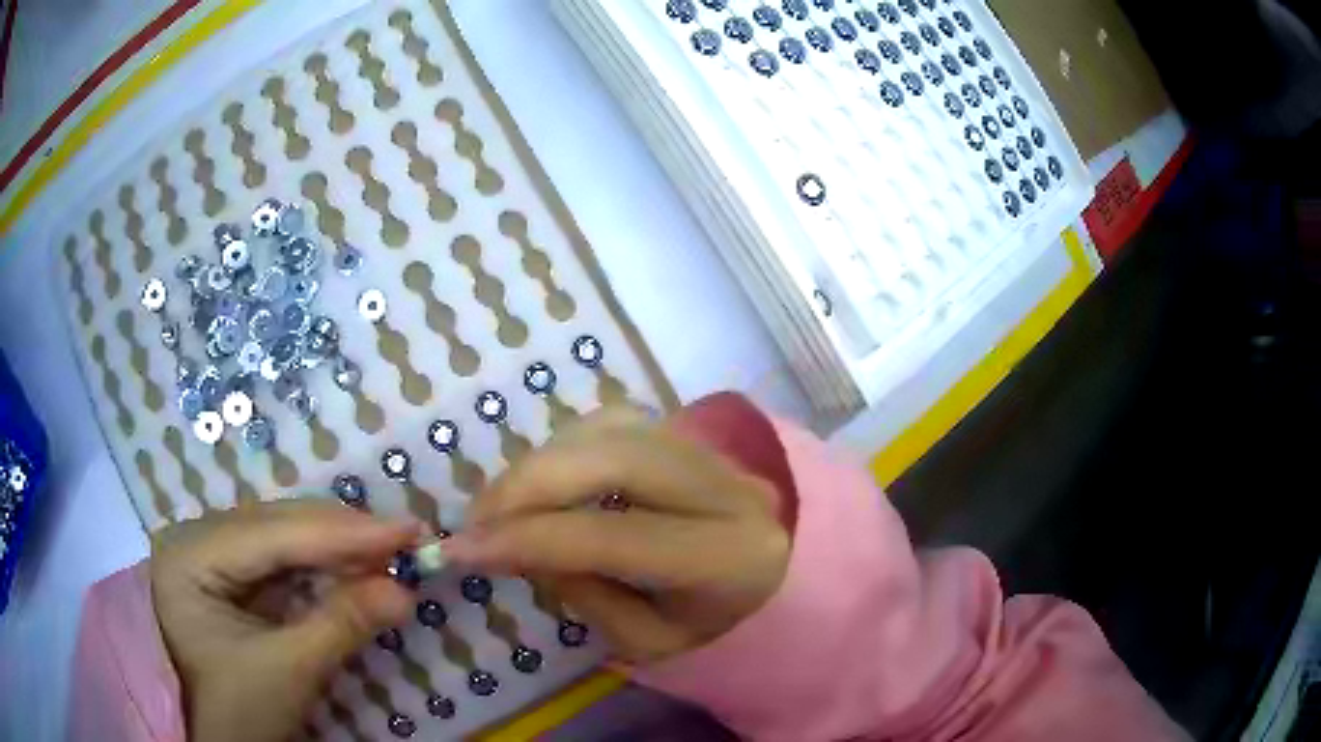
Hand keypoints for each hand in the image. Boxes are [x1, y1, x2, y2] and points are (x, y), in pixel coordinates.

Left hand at [150, 500, 417, 741]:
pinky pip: (280, 560)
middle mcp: (197, 537)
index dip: (343, 532)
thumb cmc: (232, 710)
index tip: (408, 529)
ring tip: (388, 552)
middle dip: (343, 535)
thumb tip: (406, 592)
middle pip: (278, 525)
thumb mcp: (287, 673)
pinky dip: (320, 566)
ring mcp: (212, 553)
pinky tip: (353, 568)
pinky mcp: (230, 575)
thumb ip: (341, 625)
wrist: (205, 734)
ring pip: (282, 537)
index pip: (273, 533)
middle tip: (407, 540)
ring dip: (335, 548)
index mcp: (190, 554)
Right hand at [445, 406, 790, 664]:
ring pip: (609, 431)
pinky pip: (613, 421)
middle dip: (527, 484)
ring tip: (501, 506)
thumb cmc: (714, 624)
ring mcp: (710, 448)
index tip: (461, 550)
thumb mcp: (651, 641)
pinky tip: (544, 480)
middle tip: (477, 519)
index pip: (609, 536)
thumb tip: (522, 543)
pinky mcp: (690, 431)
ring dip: (540, 463)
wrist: (775, 574)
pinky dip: (565, 446)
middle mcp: (727, 487)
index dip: (526, 539)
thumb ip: (585, 594)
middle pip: (613, 459)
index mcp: (726, 556)